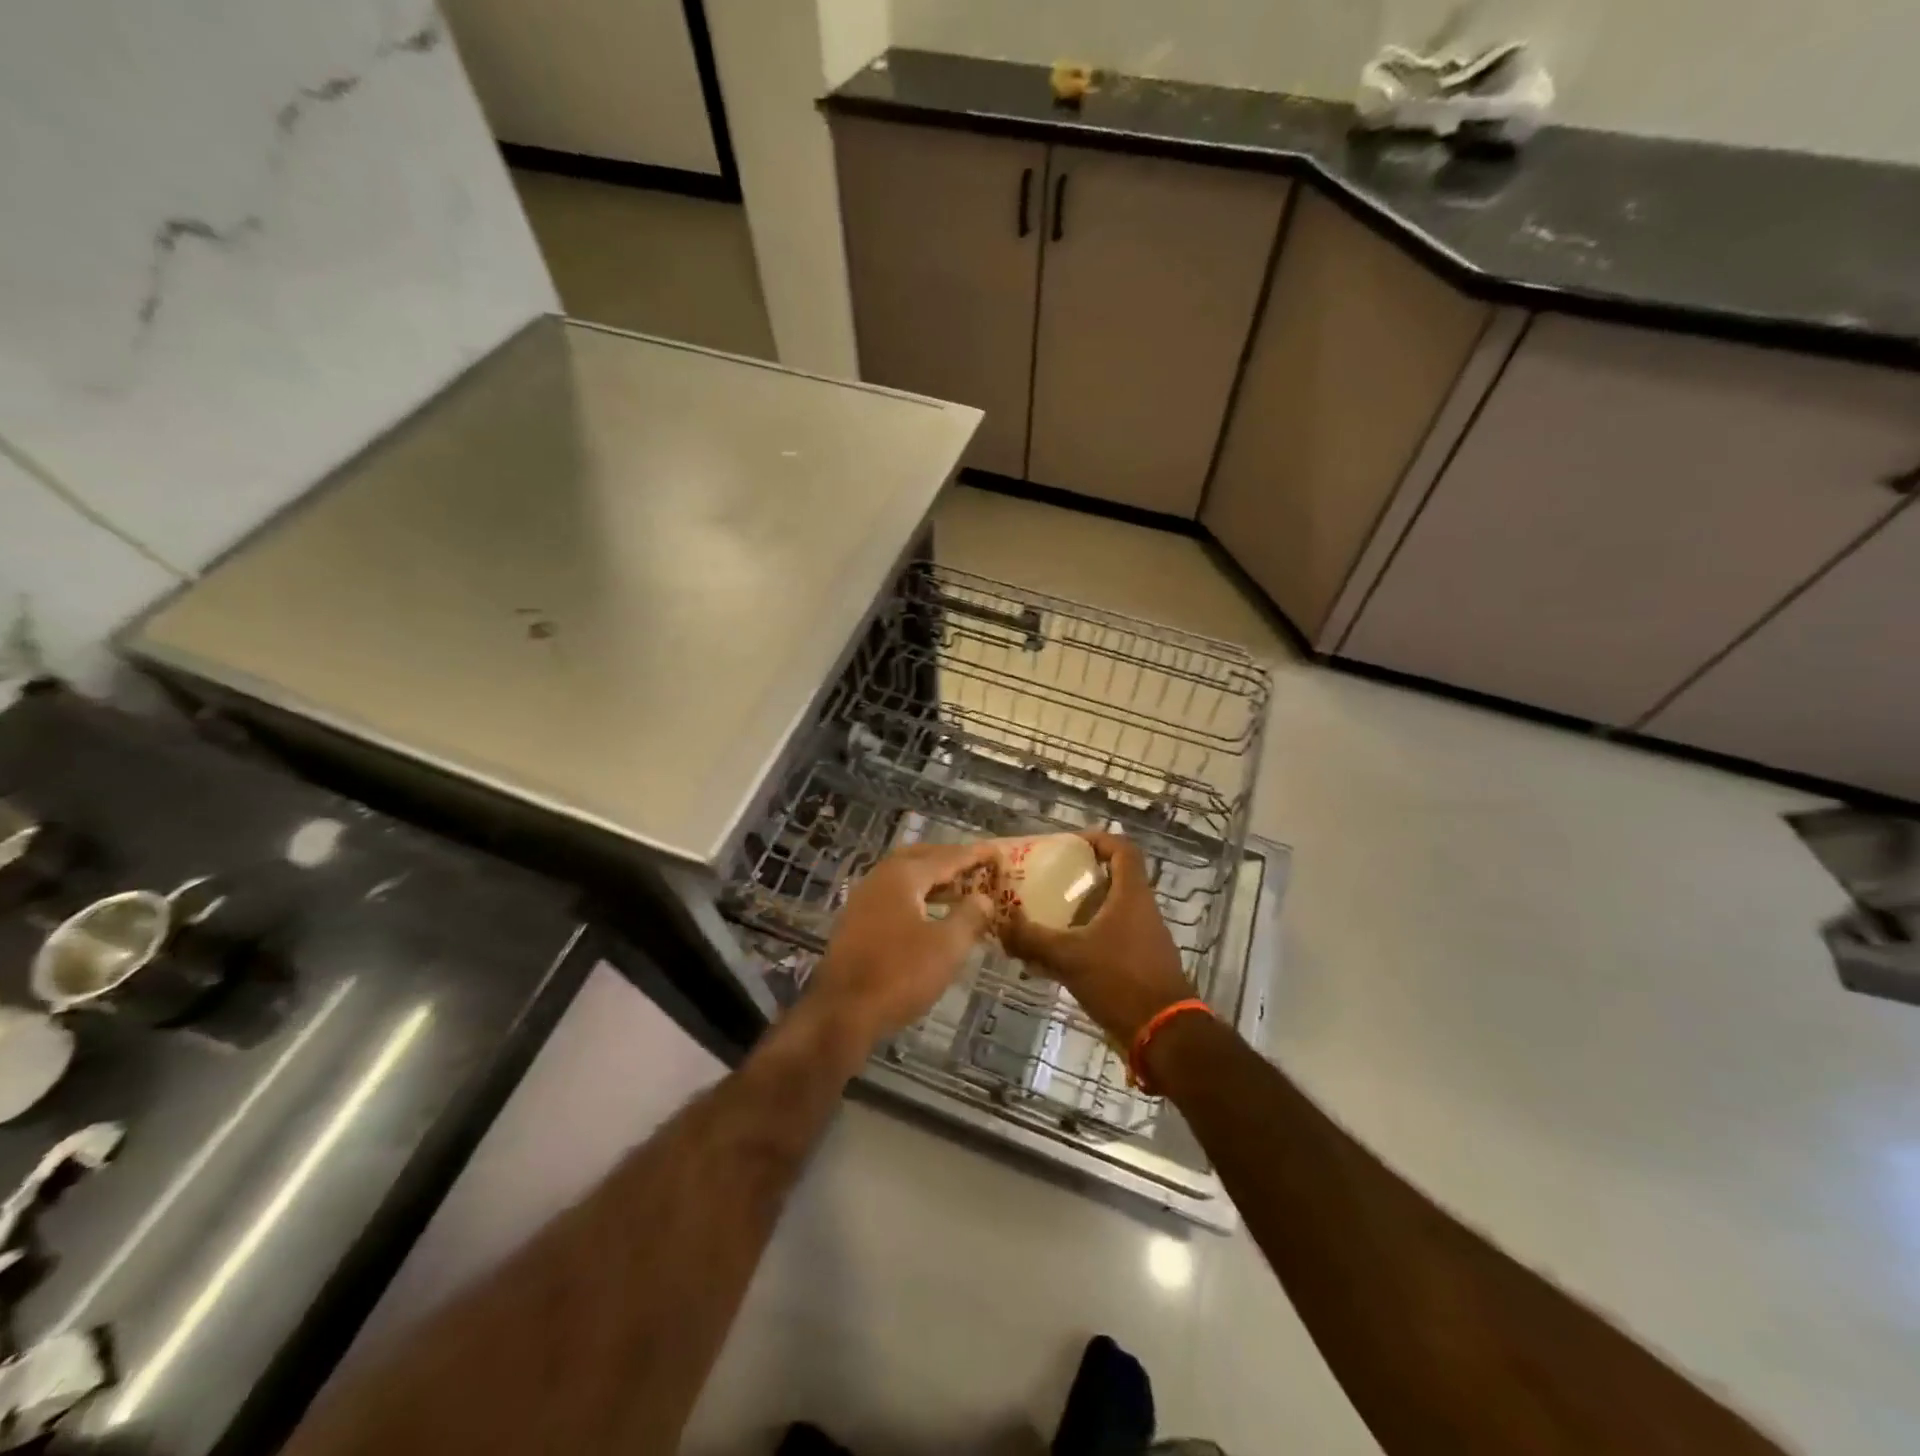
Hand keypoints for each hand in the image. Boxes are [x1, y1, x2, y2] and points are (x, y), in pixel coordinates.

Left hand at [806, 842, 997, 1048]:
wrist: (842, 1013)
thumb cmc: (900, 975)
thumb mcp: (947, 947)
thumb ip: (969, 916)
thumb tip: (983, 898)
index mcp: (902, 876)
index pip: (946, 857)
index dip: (974, 854)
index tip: (997, 850)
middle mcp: (879, 878)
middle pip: (921, 858)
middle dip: (949, 859)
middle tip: (977, 866)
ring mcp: (863, 899)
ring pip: (905, 878)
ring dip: (933, 879)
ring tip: (960, 889)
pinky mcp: (856, 922)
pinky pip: (894, 896)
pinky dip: (918, 896)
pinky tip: (931, 915)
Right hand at [1001, 831, 1195, 1045]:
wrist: (1164, 1034)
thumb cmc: (1120, 980)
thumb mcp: (1069, 957)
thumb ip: (1033, 939)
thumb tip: (1001, 924)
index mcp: (1132, 895)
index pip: (1123, 849)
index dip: (1098, 839)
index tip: (1070, 843)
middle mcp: (1141, 910)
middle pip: (1113, 880)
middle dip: (1079, 879)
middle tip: (1048, 882)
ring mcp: (1144, 939)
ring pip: (1109, 913)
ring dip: (1079, 913)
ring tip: (1045, 920)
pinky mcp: (1140, 965)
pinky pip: (1108, 941)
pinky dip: (1084, 942)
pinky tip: (1056, 961)